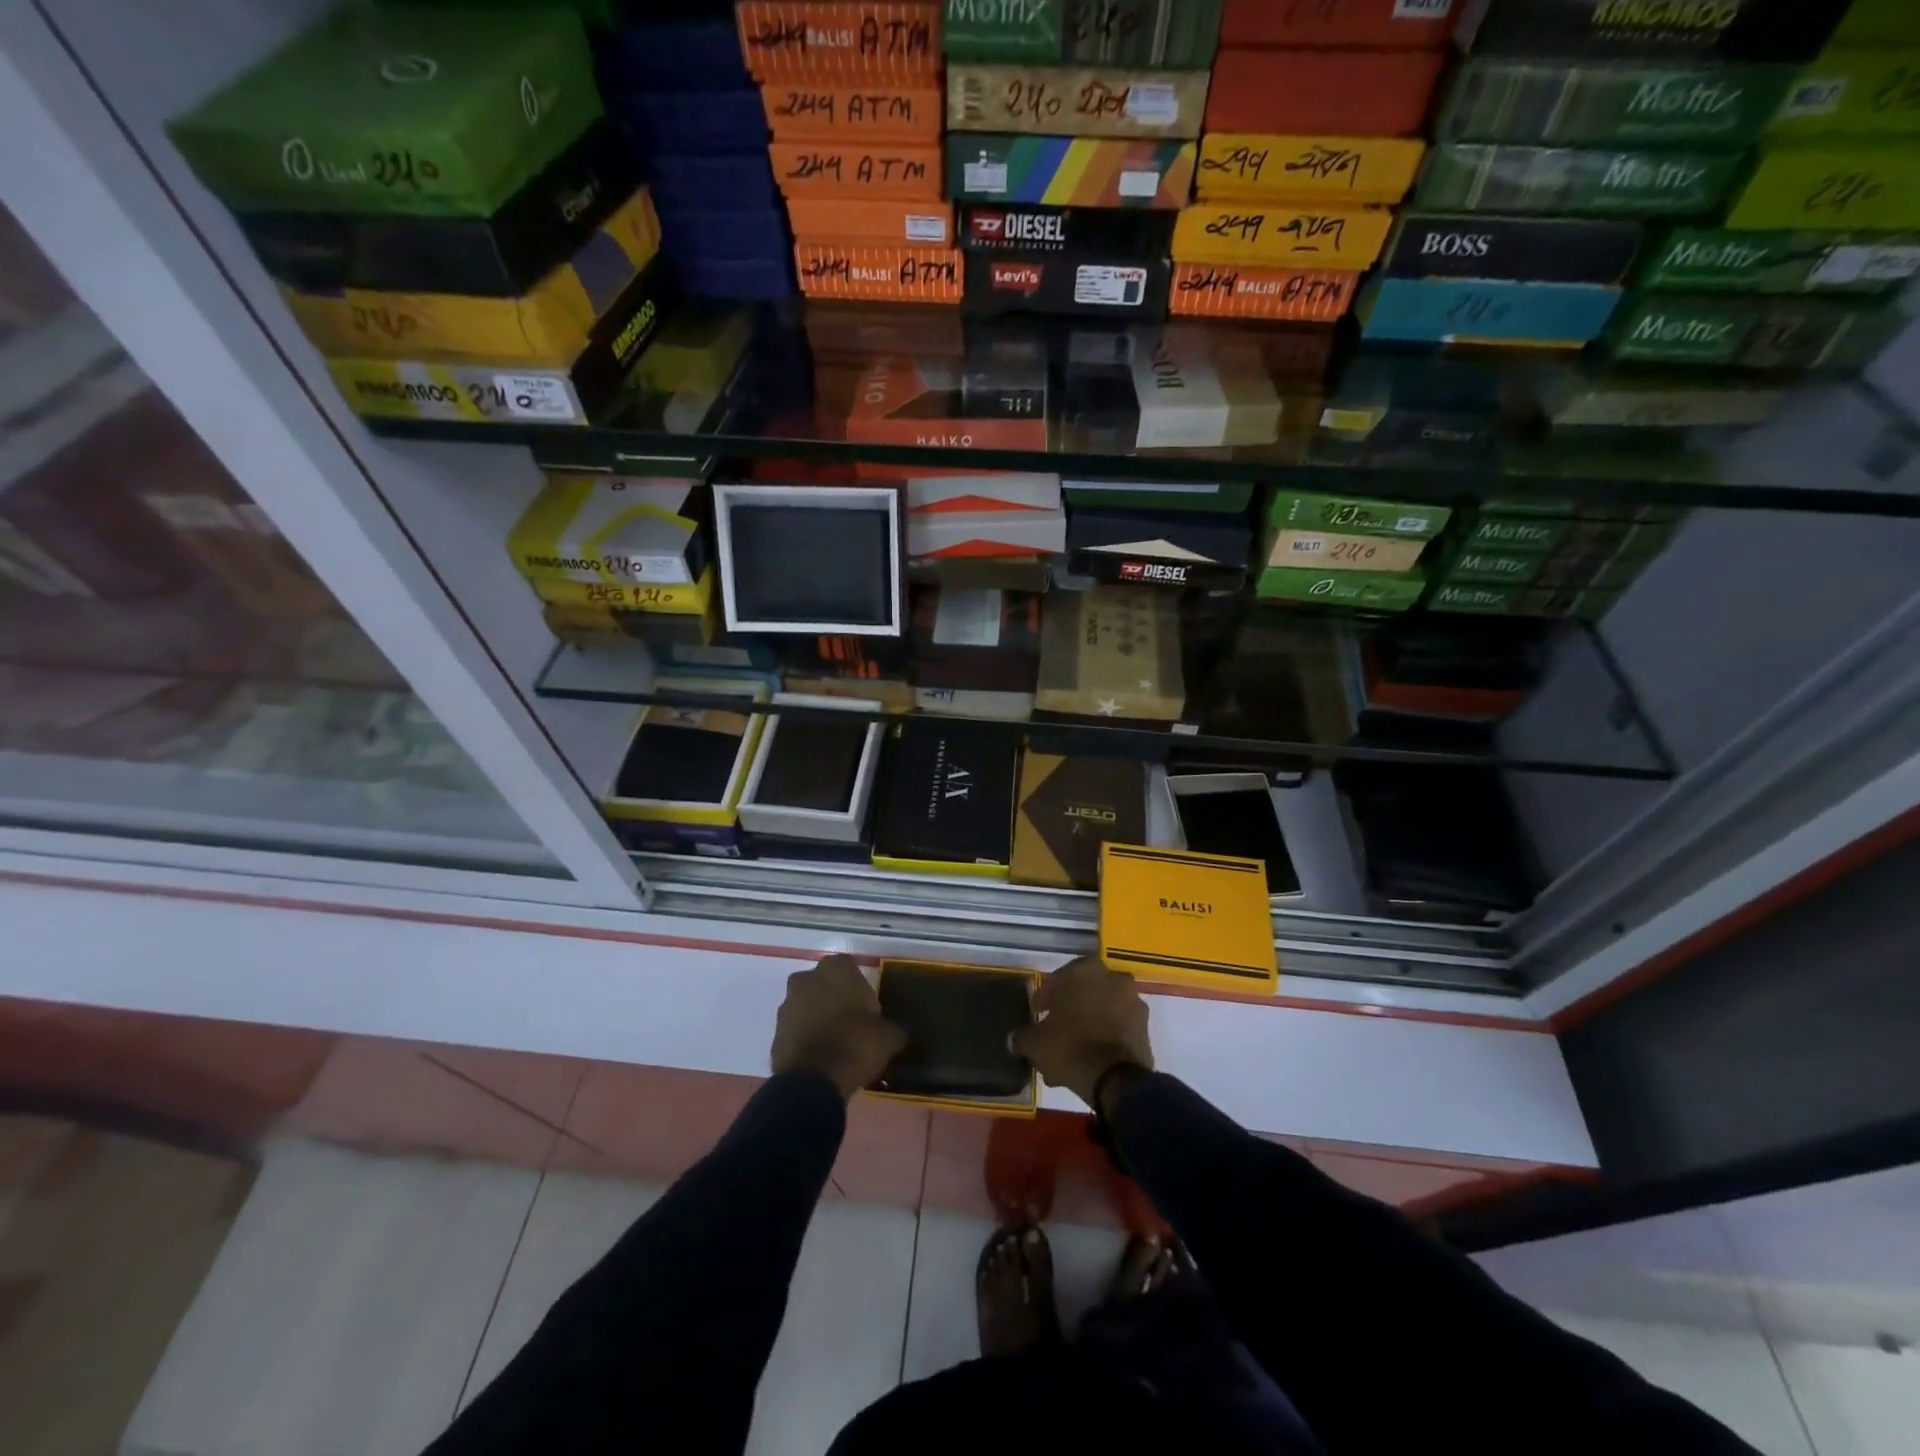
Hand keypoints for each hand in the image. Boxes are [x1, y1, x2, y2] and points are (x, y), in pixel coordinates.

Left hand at [770, 954, 906, 1099]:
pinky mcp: (775, 1032)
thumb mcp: (888, 1037)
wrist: (812, 1084)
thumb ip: (891, 1028)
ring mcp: (786, 1005)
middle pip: (825, 984)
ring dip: (819, 1018)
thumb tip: (894, 1033)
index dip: (861, 988)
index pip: (850, 967)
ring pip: (808, 1005)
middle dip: (836, 999)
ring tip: (836, 1045)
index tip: (869, 1011)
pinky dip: (806, 1038)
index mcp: (834, 970)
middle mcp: (806, 979)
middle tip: (853, 1025)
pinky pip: (796, 1029)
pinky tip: (821, 1058)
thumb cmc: (853, 1046)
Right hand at [1011, 955, 1152, 1108]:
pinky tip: (1090, 1060)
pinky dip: (1105, 1038)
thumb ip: (1023, 1036)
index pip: (1058, 979)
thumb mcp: (1035, 1042)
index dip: (1045, 998)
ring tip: (1072, 1054)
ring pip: (1101, 1012)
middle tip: (1054, 1033)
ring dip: (1087, 1026)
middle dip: (1069, 1012)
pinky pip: (1117, 1028)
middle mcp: (1113, 978)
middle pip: (1083, 994)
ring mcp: (1133, 1002)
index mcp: (1085, 970)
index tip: (1037, 1015)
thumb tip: (1015, 1039)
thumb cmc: (1070, 1047)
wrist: (1116, 1080)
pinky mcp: (1145, 1028)